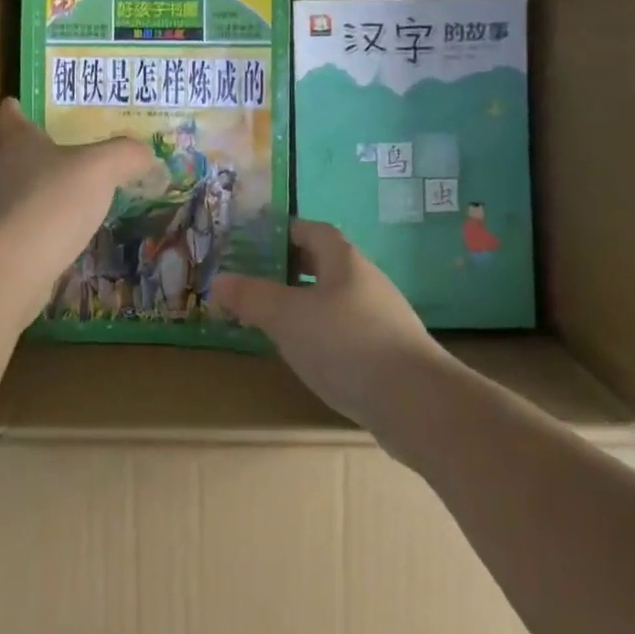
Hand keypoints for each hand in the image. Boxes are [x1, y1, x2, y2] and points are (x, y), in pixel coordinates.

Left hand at [0, 99, 151, 323]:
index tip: (32, 104)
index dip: (20, 106)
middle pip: (17, 151)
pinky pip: (32, 224)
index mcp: (17, 140)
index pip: (10, 113)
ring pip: (25, 189)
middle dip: (44, 148)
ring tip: (83, 190)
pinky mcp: (5, 244)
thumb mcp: (101, 168)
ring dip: (48, 188)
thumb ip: (126, 154)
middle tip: (79, 147)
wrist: (12, 269)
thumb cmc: (52, 201)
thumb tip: (144, 153)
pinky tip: (75, 230)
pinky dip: (50, 223)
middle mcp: (1, 170)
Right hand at [213, 219, 450, 434]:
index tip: (254, 243)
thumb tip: (218, 280)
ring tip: (274, 320)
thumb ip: (252, 297)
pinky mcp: (388, 352)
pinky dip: (322, 334)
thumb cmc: (346, 343)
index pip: (312, 230)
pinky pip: (346, 330)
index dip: (284, 232)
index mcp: (344, 260)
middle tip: (256, 281)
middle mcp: (366, 280)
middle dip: (290, 270)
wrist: (416, 403)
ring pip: (335, 299)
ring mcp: (381, 317)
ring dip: (305, 304)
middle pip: (324, 264)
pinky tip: (308, 355)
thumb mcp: (287, 317)